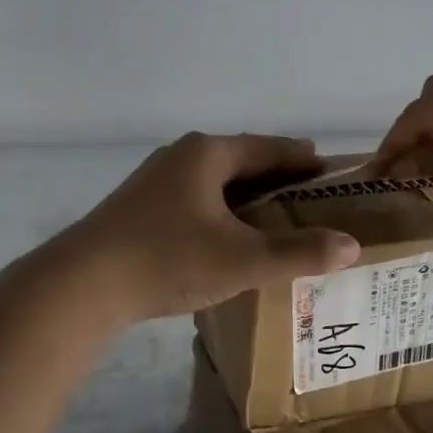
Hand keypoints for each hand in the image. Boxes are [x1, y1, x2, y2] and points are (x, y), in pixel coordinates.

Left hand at [64, 133, 361, 321]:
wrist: (82, 285)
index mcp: (208, 153)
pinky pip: (195, 201)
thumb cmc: (168, 259)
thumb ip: (299, 252)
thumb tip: (351, 246)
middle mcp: (181, 156)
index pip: (270, 148)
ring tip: (276, 221)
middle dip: (278, 180)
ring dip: (247, 199)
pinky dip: (221, 213)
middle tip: (312, 200)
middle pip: (242, 162)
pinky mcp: (139, 207)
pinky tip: (228, 238)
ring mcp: (155, 180)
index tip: (332, 171)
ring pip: (216, 183)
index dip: (304, 160)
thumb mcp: (243, 259)